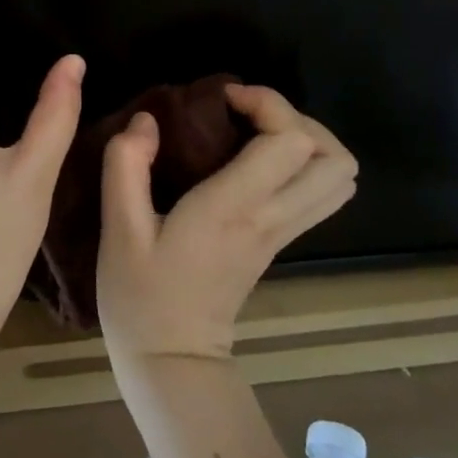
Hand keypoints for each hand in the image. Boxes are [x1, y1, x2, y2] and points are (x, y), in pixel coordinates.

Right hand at [98, 85, 356, 366]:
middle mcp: (271, 217)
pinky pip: (322, 194)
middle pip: (333, 158)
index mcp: (234, 208)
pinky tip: (258, 160)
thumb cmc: (141, 294)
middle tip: (247, 113)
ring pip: (339, 178)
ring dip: (307, 141)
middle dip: (296, 119)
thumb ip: (126, 165)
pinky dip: (305, 164)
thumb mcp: (118, 228)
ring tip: (258, 131)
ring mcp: (282, 233)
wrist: (171, 359)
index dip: (267, 105)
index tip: (222, 98)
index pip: (291, 142)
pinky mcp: (280, 243)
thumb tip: (147, 120)